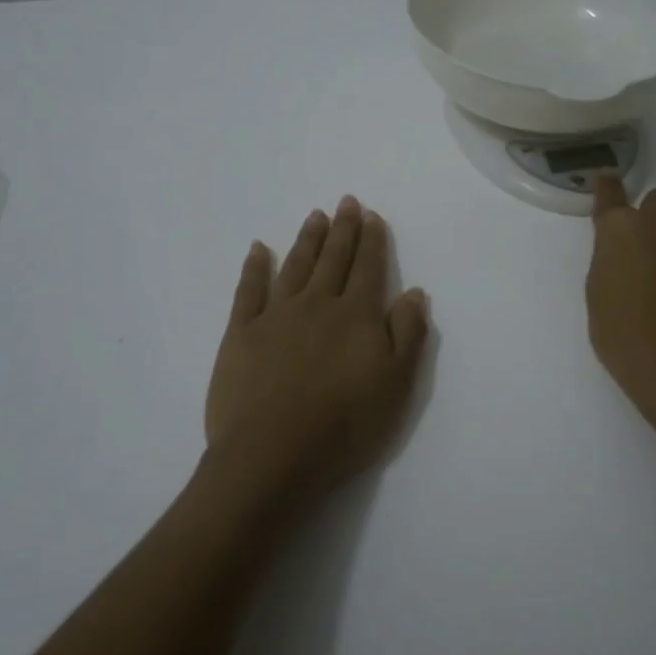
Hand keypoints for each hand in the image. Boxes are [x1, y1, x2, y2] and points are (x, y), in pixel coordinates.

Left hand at [204, 197, 429, 511]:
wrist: (273, 453)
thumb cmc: (344, 425)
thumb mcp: (396, 385)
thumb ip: (408, 334)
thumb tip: (415, 292)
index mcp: (356, 316)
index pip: (368, 268)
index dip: (372, 240)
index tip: (371, 215)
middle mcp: (317, 304)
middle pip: (333, 259)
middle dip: (343, 229)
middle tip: (346, 201)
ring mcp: (276, 315)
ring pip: (295, 266)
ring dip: (307, 239)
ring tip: (315, 216)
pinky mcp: (241, 332)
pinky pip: (248, 289)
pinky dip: (254, 266)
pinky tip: (258, 249)